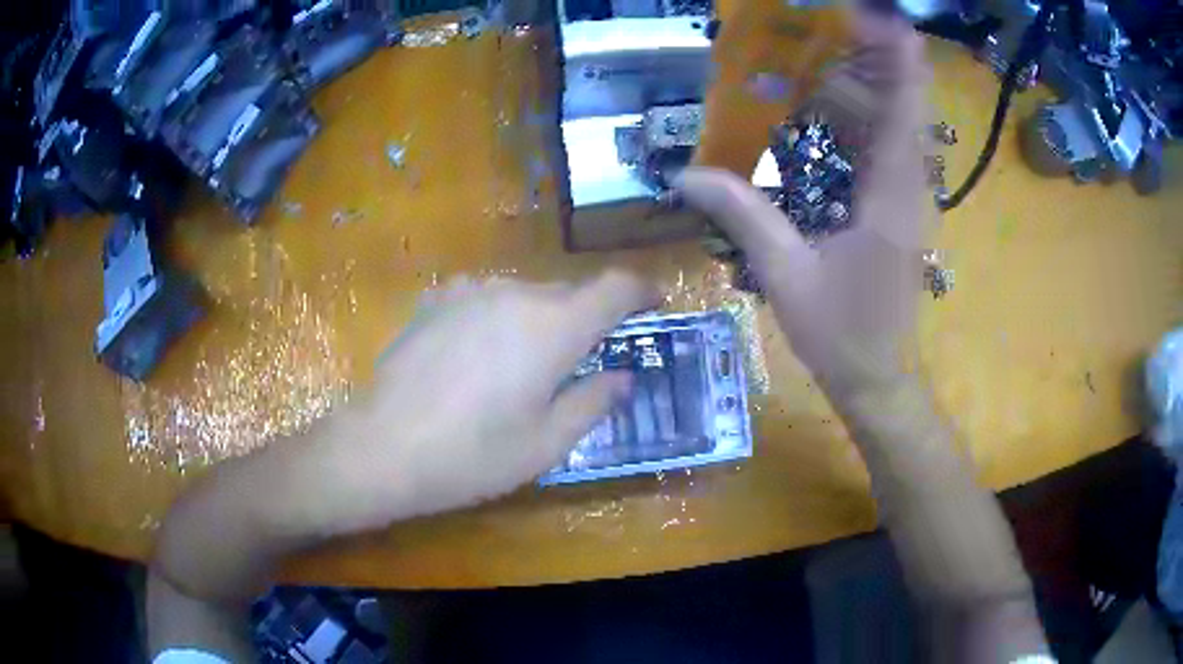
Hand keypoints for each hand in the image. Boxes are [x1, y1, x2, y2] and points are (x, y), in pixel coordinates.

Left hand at [318, 271, 656, 531]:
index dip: (643, 290)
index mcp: (555, 326)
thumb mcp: (547, 443)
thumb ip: (594, 402)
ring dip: (540, 320)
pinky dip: (498, 317)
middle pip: (570, 293)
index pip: (615, 287)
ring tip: (524, 364)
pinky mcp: (436, 300)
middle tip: (584, 359)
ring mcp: (471, 291)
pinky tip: (478, 353)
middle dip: (588, 319)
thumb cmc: (473, 455)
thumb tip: (624, 377)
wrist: (383, 446)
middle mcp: (517, 293)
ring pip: (527, 295)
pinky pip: (485, 298)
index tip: (655, 303)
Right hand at [676, 15, 929, 398]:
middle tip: (825, 25)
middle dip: (874, 55)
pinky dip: (862, 115)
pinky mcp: (899, 206)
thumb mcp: (786, 275)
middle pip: (904, 102)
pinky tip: (827, 104)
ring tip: (821, 50)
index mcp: (890, 197)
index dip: (898, 56)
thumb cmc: (841, 334)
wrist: (879, 377)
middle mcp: (908, 186)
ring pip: (897, 120)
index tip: (877, 16)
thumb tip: (683, 174)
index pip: (905, 109)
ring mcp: (908, 196)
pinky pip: (886, 145)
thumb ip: (742, 215)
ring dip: (866, 81)